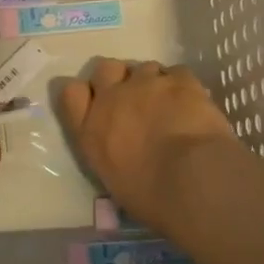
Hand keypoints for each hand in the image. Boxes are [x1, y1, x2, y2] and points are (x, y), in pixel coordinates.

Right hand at [57, 60, 238, 228]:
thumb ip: (109, 151)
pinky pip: (177, 72)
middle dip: (118, 77)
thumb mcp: (113, 179)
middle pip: (105, 68)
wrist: (192, 180)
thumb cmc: (151, 196)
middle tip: (135, 98)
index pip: (71, 93)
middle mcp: (112, 98)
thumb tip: (122, 149)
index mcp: (90, 130)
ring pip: (145, 67)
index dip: (85, 93)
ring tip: (170, 103)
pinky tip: (192, 103)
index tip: (98, 102)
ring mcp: (146, 84)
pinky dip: (182, 85)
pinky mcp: (180, 80)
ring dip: (153, 81)